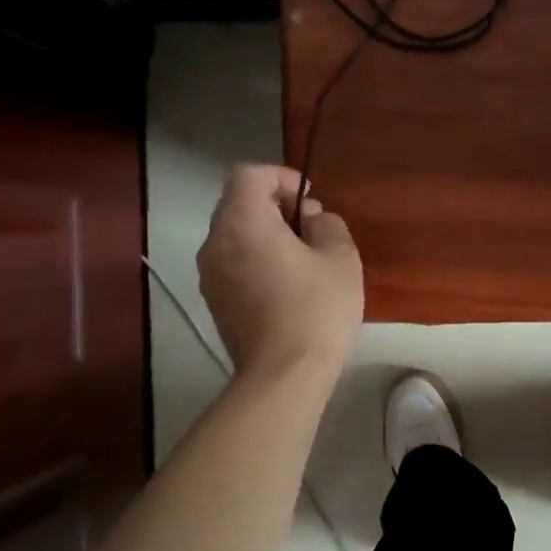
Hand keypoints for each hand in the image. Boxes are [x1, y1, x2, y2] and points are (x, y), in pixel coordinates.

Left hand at [199, 165, 362, 382]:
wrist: (283, 375)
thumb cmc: (316, 310)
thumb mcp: (341, 258)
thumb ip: (328, 224)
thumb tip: (311, 219)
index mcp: (242, 223)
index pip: (249, 175)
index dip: (281, 176)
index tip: (310, 199)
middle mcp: (215, 242)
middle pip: (238, 203)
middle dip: (274, 205)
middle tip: (310, 228)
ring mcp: (209, 275)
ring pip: (234, 235)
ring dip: (265, 234)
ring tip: (301, 258)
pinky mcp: (215, 301)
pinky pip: (233, 263)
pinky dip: (255, 259)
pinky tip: (286, 285)